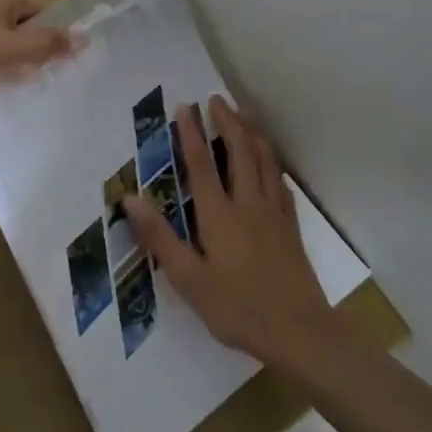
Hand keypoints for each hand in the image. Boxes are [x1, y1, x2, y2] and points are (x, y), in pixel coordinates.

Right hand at [125, 96, 335, 367]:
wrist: (301, 332)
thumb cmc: (238, 308)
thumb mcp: (189, 280)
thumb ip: (160, 237)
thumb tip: (130, 198)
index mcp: (220, 215)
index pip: (202, 164)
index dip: (191, 133)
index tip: (184, 106)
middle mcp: (248, 203)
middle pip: (240, 151)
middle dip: (227, 121)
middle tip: (216, 98)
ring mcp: (274, 213)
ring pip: (264, 160)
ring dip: (252, 132)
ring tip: (242, 114)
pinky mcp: (290, 226)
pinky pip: (280, 180)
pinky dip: (271, 160)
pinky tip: (269, 159)